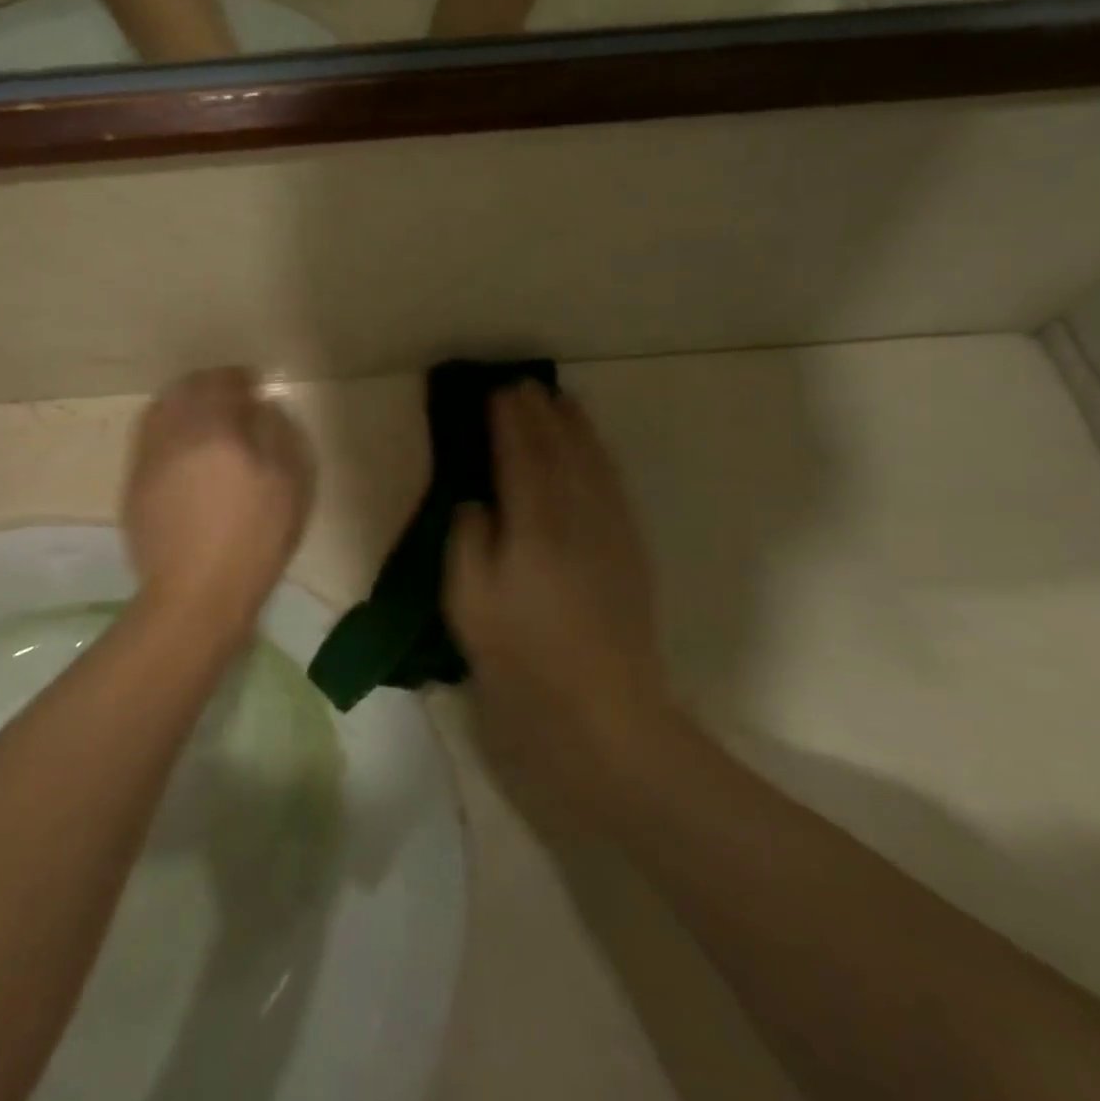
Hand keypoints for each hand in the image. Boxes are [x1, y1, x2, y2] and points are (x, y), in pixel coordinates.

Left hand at [122, 368, 314, 639]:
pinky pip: (149, 440)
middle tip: (230, 396)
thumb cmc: (253, 540)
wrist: (196, 595)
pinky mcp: (134, 486)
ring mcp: (148, 460)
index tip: (254, 384)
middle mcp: (174, 434)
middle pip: (184, 390)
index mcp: (214, 429)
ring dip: (183, 405)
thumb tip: (263, 408)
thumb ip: (279, 434)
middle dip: (208, 385)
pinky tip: (184, 452)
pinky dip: (167, 432)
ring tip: (203, 419)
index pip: (222, 382)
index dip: (239, 378)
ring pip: (160, 411)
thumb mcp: (288, 485)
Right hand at [445, 385, 672, 820]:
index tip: (497, 389)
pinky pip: (614, 485)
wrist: (605, 716)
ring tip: (560, 400)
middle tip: (524, 384)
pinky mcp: (631, 552)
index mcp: (535, 526)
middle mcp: (578, 516)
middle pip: (560, 449)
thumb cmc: (523, 661)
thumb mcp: (470, 604)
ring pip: (593, 462)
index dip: (508, 420)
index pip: (520, 455)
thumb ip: (468, 541)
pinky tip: (593, 452)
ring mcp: (611, 532)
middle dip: (542, 412)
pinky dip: (600, 456)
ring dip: (575, 426)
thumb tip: (476, 501)